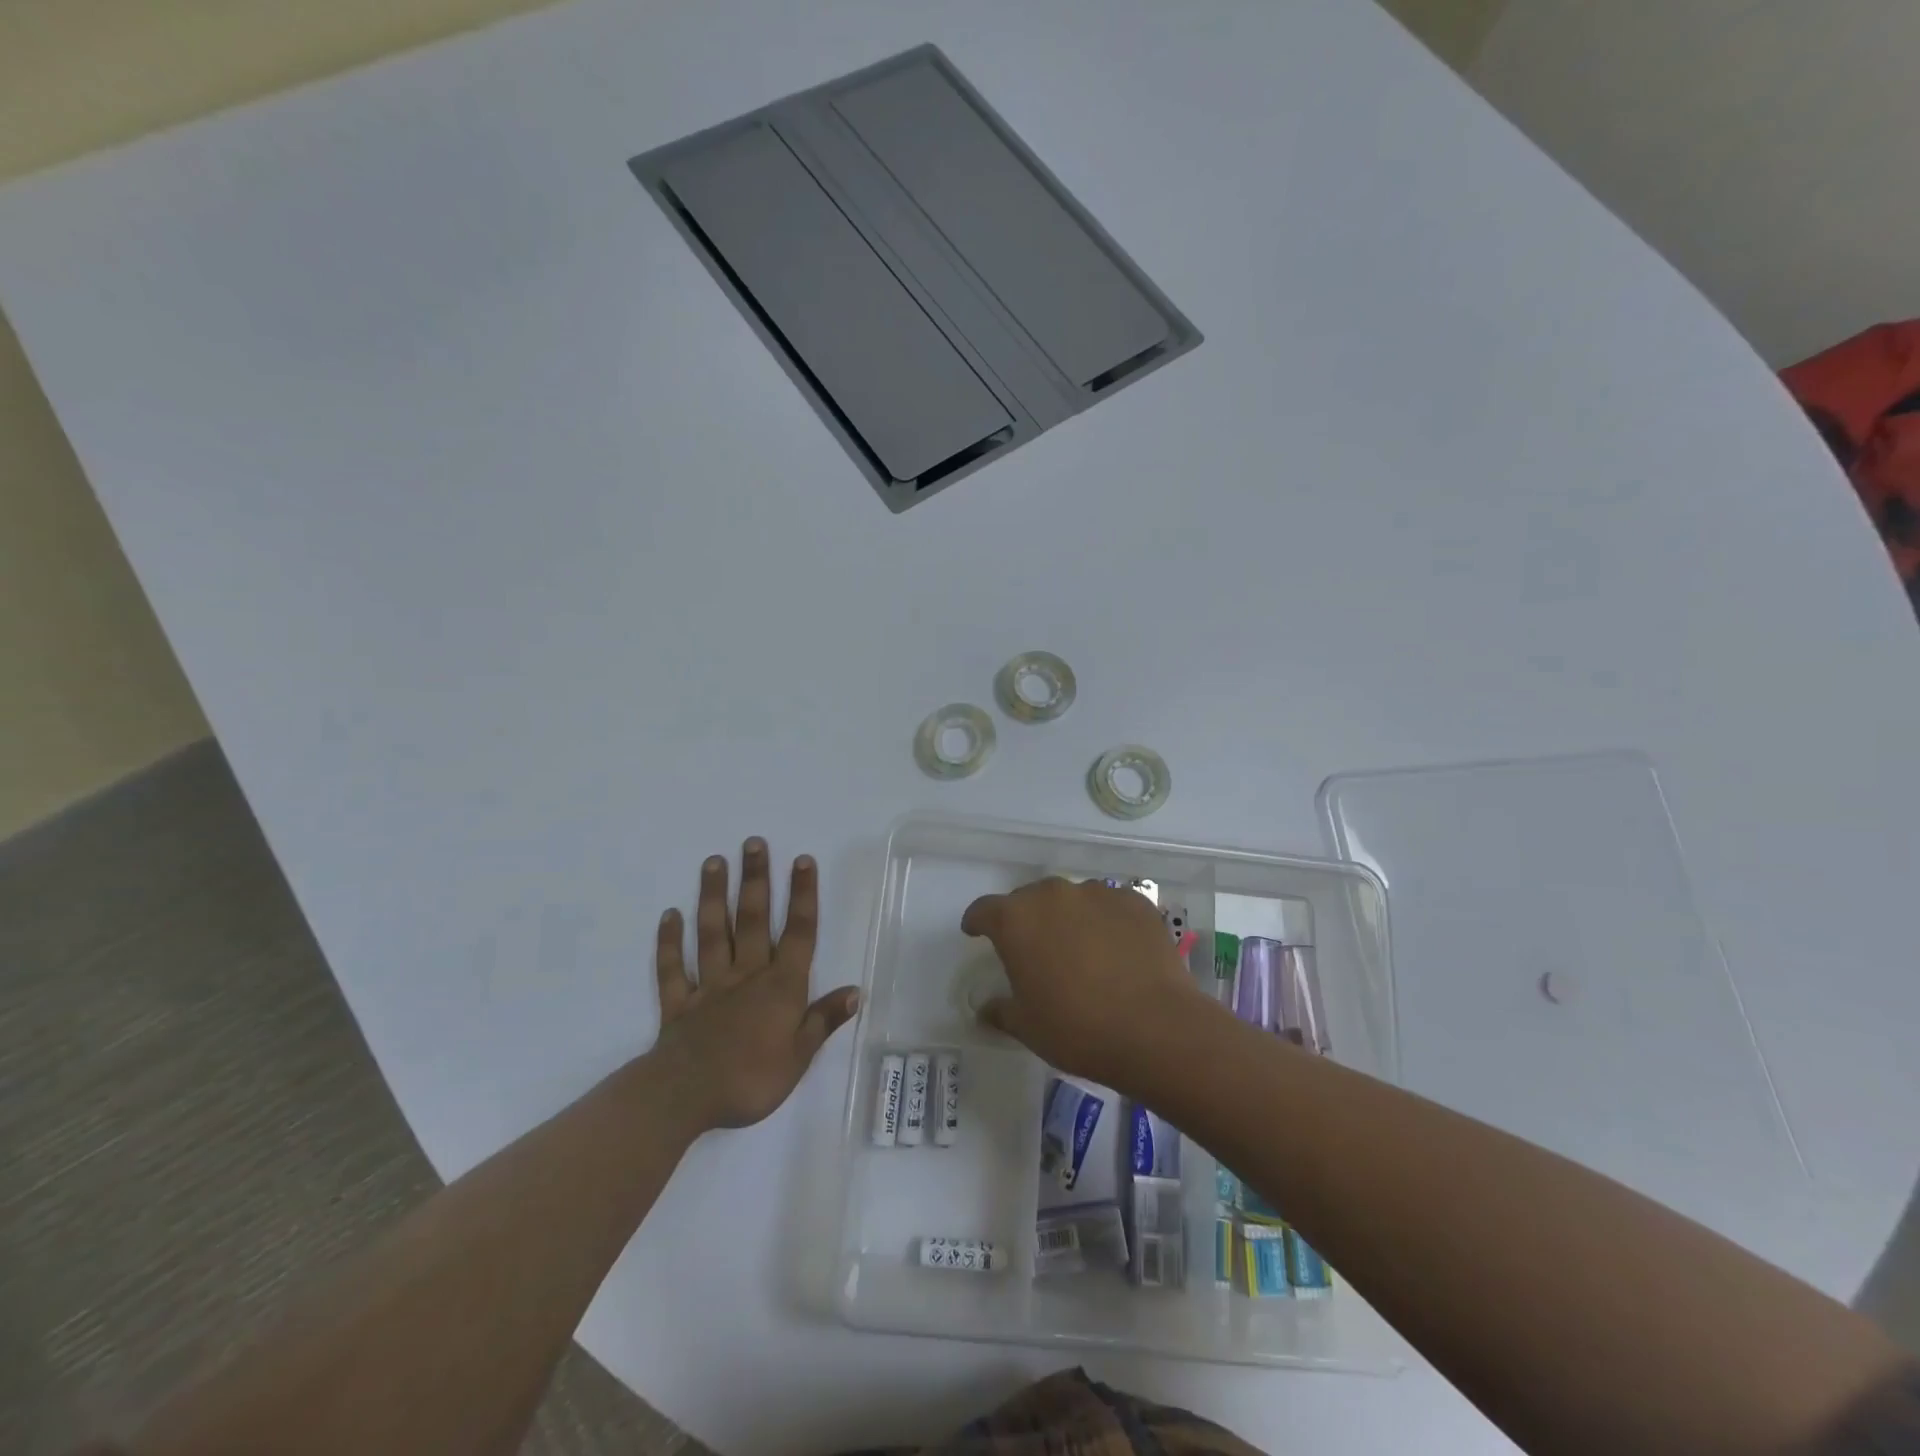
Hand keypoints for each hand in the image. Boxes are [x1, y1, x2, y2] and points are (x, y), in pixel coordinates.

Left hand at [653, 839, 859, 1129]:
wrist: (685, 1098)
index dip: (802, 896)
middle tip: (753, 843)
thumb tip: (855, 990)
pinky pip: (673, 968)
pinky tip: (669, 916)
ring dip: (713, 897)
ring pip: (712, 934)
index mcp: (780, 987)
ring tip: (714, 862)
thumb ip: (823, 1020)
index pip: (798, 934)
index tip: (802, 860)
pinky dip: (669, 942)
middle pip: (752, 920)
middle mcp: (746, 976)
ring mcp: (709, 986)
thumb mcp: (799, 1057)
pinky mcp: (679, 1003)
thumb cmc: (751, 1080)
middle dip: (755, 880)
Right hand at [960, 877, 1210, 1092]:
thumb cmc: (1077, 1029)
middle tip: (1034, 950)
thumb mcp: (1027, 1027)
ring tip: (1081, 950)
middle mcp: (1053, 895)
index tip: (976, 932)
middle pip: (1029, 899)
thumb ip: (1001, 1010)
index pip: (984, 910)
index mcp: (1016, 920)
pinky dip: (1106, 922)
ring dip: (1068, 918)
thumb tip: (986, 1008)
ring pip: (1072, 899)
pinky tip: (1117, 950)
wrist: (1155, 1028)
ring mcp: (1097, 894)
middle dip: (1027, 920)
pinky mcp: (1134, 902)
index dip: (978, 921)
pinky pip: (1110, 906)